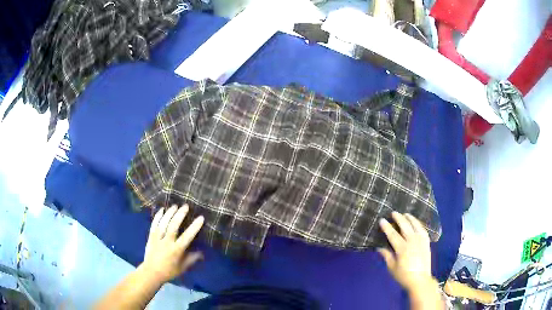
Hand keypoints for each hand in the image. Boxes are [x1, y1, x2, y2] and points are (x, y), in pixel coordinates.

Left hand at [142, 204, 203, 283]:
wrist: (151, 272)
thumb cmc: (169, 271)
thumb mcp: (183, 267)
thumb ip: (192, 259)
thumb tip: (202, 253)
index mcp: (176, 250)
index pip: (187, 236)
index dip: (194, 227)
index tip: (200, 218)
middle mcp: (167, 242)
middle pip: (173, 226)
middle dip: (179, 215)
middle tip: (185, 206)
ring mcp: (157, 238)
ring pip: (163, 223)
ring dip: (169, 213)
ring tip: (175, 206)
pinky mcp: (151, 237)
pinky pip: (154, 224)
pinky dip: (157, 216)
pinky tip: (161, 210)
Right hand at [377, 212, 432, 292]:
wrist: (420, 280)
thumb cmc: (404, 276)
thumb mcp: (392, 268)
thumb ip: (387, 256)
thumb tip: (380, 248)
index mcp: (402, 248)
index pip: (393, 235)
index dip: (387, 227)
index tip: (382, 220)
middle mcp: (412, 241)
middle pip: (405, 226)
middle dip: (399, 218)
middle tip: (394, 212)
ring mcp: (421, 241)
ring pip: (415, 225)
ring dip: (410, 218)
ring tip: (406, 214)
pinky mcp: (426, 242)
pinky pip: (423, 230)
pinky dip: (419, 224)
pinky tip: (416, 223)